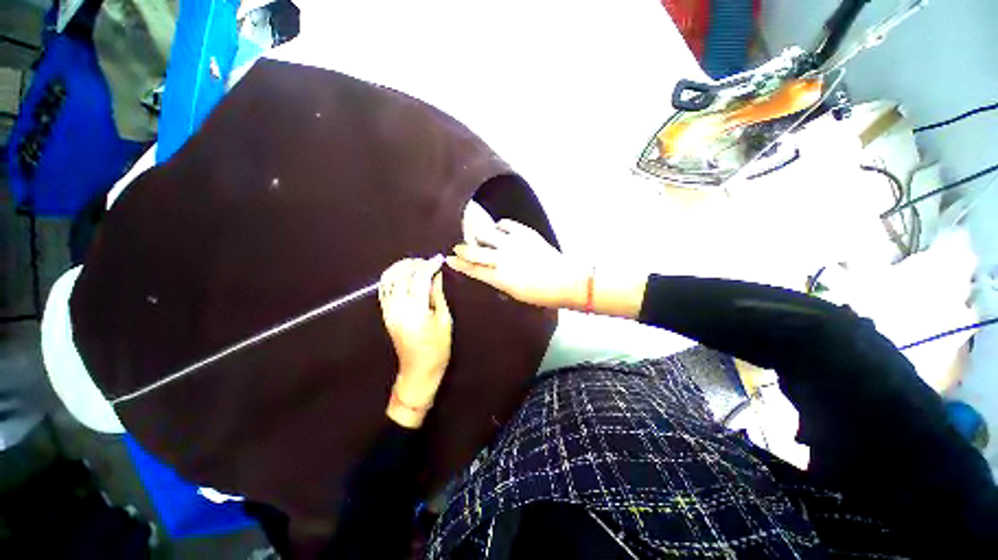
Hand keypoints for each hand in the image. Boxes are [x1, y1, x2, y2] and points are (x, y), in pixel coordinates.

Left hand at [379, 256, 451, 427]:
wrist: (418, 370)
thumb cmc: (437, 349)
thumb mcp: (444, 320)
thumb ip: (437, 295)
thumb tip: (436, 276)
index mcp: (415, 311)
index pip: (419, 278)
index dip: (429, 265)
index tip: (439, 259)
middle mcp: (397, 308)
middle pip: (400, 274)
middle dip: (414, 263)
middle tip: (428, 262)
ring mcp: (388, 311)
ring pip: (388, 279)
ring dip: (401, 268)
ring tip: (417, 265)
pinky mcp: (385, 314)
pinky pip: (384, 289)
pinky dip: (393, 277)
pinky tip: (404, 275)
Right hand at [446, 220, 589, 309]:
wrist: (566, 280)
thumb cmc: (541, 294)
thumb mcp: (515, 294)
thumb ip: (499, 281)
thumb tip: (488, 273)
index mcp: (500, 278)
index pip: (473, 269)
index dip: (459, 264)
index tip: (449, 259)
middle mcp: (503, 259)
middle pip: (474, 251)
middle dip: (463, 249)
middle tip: (457, 248)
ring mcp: (513, 243)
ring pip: (486, 234)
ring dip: (480, 236)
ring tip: (481, 238)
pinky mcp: (525, 233)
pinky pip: (505, 224)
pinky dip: (499, 227)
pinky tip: (499, 229)